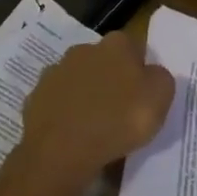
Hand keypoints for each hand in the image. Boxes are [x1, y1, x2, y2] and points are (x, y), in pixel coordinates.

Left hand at [18, 34, 174, 190]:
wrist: (62, 151)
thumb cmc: (119, 119)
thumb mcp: (160, 97)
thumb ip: (160, 78)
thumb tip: (150, 75)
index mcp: (117, 44)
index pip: (135, 49)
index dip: (141, 70)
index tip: (144, 95)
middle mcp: (84, 49)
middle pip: (105, 62)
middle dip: (112, 80)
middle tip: (122, 110)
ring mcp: (56, 72)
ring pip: (79, 81)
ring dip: (87, 96)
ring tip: (97, 126)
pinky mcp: (36, 97)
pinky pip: (59, 103)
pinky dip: (67, 114)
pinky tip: (74, 134)